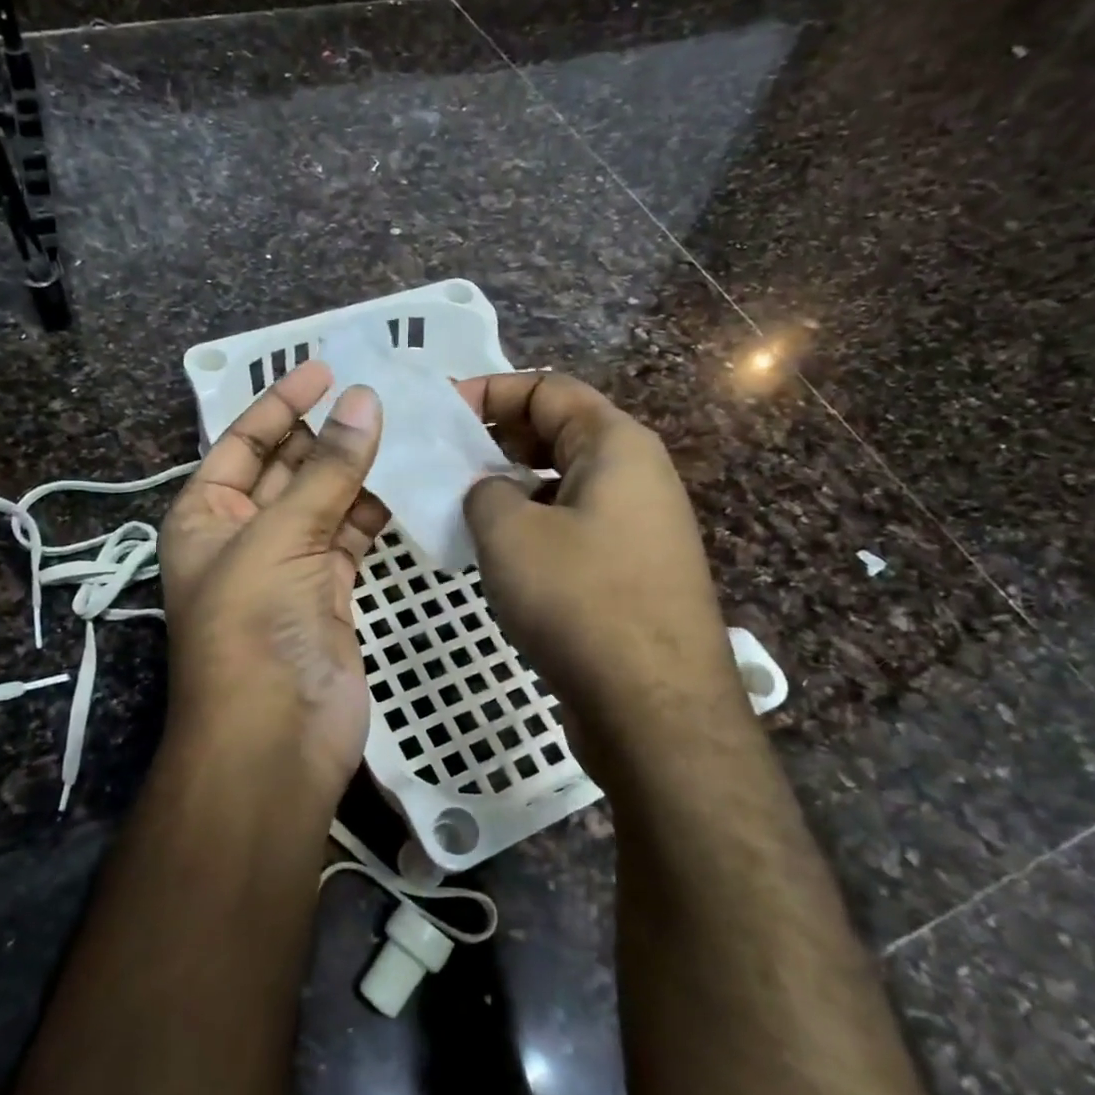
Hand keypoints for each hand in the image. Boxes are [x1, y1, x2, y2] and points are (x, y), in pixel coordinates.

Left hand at [159, 360, 386, 808]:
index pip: (243, 442)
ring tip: (404, 427)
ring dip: (357, 469)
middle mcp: (243, 534)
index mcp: (206, 515)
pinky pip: (351, 535)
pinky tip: (408, 481)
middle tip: (379, 392)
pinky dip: (374, 510)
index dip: (280, 403)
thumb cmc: (253, 627)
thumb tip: (365, 400)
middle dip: (326, 431)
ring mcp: (289, 565)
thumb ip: (326, 470)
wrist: (275, 737)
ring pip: (325, 500)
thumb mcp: (280, 537)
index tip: (325, 367)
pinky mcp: (330, 591)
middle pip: (287, 467)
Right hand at [458, 372, 742, 744]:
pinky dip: (532, 527)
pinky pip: (572, 528)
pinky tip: (495, 555)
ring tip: (459, 507)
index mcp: (615, 445)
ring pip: (562, 485)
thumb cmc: (579, 600)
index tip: (440, 414)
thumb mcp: (509, 534)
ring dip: (511, 488)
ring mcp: (638, 527)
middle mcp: (635, 476)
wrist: (654, 706)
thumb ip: (484, 492)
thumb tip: (489, 493)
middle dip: (497, 439)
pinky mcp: (630, 572)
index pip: (547, 388)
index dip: (489, 391)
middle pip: (558, 433)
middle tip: (443, 461)